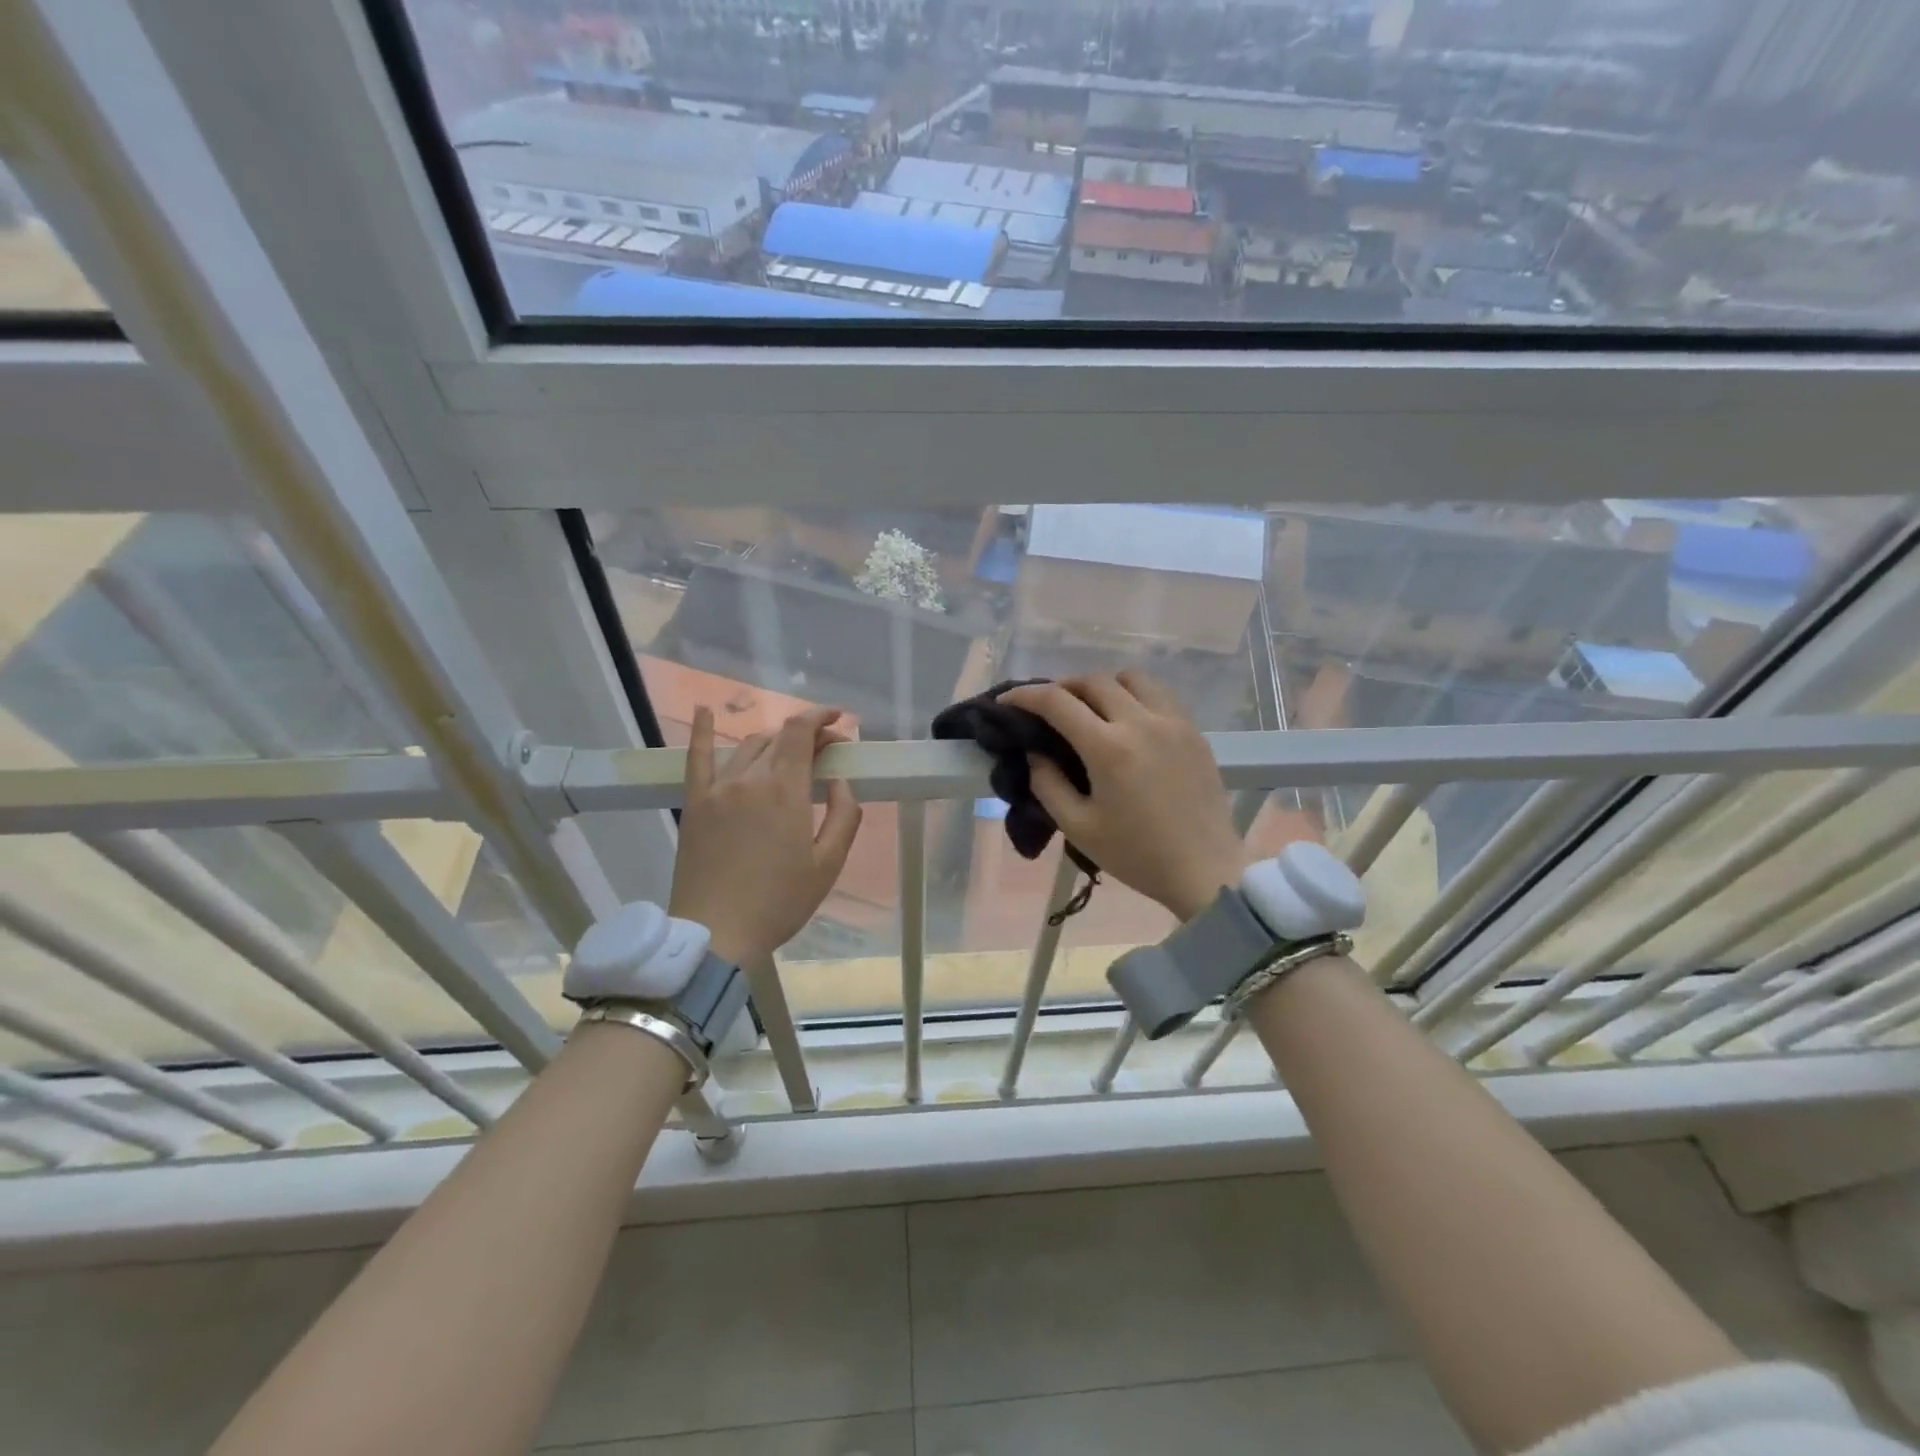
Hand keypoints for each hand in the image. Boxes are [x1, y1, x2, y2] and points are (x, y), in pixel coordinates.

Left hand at [668, 705, 862, 964]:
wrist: (715, 934)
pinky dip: (700, 730)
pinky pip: (695, 758)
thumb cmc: (779, 902)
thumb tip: (840, 781)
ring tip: (788, 755)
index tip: (839, 724)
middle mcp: (750, 778)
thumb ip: (844, 815)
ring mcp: (717, 788)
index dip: (821, 719)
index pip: (802, 732)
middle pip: (778, 738)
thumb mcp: (828, 864)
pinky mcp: (694, 803)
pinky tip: (702, 709)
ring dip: (773, 742)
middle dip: (805, 736)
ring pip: (747, 747)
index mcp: (785, 790)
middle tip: (824, 753)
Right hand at [1001, 672, 1248, 922]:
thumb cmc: (1136, 855)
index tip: (1007, 701)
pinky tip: (1127, 720)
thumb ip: (1047, 784)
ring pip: (1130, 678)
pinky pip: (1159, 694)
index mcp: (1109, 748)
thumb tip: (1035, 753)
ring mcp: (1173, 722)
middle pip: (1093, 681)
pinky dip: (1134, 695)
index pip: (1057, 702)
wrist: (1204, 870)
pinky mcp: (1193, 731)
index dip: (1025, 695)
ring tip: (1090, 709)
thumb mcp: (1078, 827)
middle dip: (1061, 687)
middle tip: (1046, 708)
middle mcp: (1141, 722)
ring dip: (1101, 685)